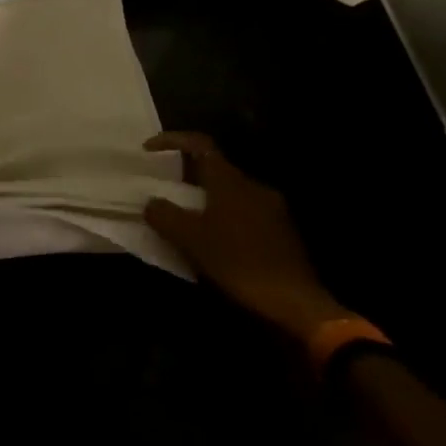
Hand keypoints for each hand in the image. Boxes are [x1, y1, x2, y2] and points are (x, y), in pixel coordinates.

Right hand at [142, 131, 349, 343]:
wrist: (297, 304)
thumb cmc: (239, 263)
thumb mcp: (191, 240)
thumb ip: (165, 215)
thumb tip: (151, 203)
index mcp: (230, 180)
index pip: (199, 144)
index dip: (172, 141)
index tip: (148, 150)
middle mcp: (253, 186)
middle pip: (214, 168)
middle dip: (187, 175)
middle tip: (164, 189)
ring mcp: (272, 209)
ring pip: (230, 193)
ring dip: (206, 200)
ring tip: (186, 220)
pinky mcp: (283, 233)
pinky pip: (245, 213)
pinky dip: (224, 218)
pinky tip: (214, 243)